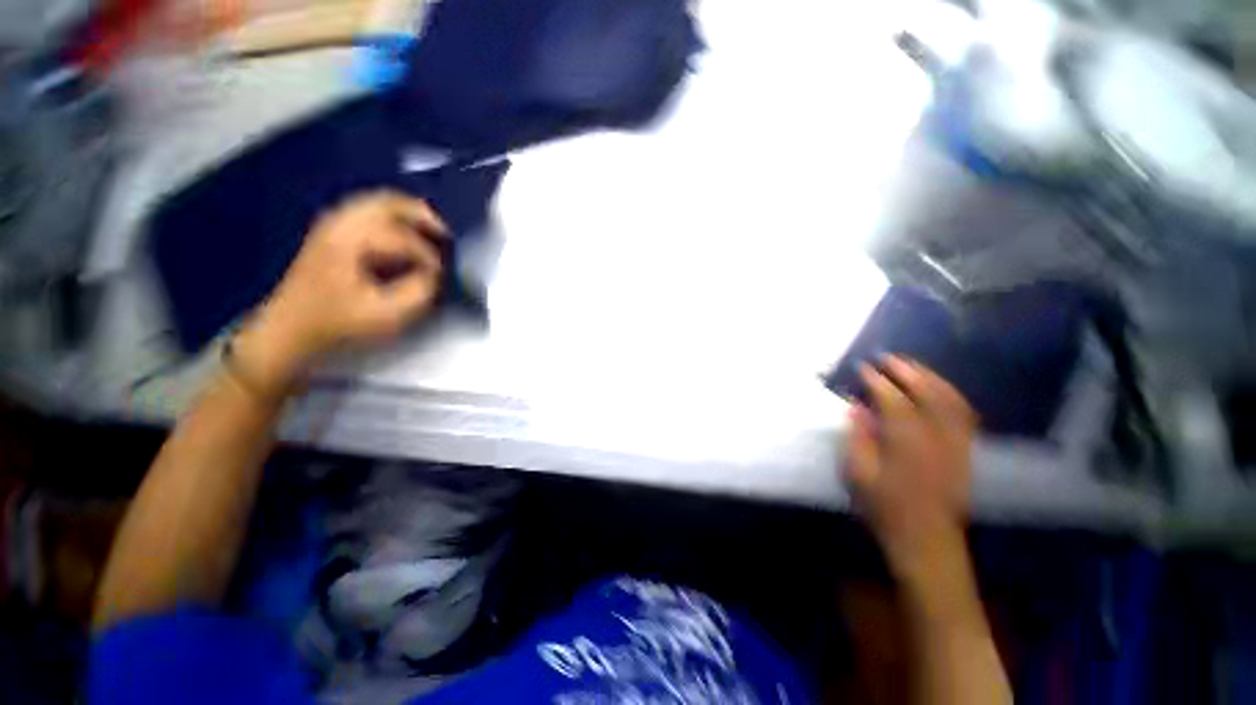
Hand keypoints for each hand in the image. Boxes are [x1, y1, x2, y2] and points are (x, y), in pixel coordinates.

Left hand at [233, 192, 447, 394]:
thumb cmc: (337, 323)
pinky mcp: (332, 232)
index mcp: (350, 241)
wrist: (289, 328)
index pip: (404, 239)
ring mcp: (333, 225)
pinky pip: (369, 211)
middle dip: (423, 217)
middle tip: (446, 235)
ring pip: (379, 202)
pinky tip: (405, 232)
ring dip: (409, 214)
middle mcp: (340, 224)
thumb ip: (418, 292)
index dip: (429, 258)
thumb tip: (434, 274)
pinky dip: (393, 217)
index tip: (441, 278)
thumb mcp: (386, 315)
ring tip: (432, 231)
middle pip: (389, 202)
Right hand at [845, 357, 975, 585]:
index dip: (877, 381)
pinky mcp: (965, 452)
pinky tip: (940, 390)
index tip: (863, 368)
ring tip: (913, 366)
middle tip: (888, 358)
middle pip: (927, 393)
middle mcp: (936, 436)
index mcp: (906, 441)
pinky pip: (965, 415)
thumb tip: (856, 408)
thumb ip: (858, 437)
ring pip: (951, 400)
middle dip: (907, 371)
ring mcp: (956, 443)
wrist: (927, 540)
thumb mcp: (858, 474)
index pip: (892, 399)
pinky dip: (952, 396)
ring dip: (932, 378)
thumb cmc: (885, 508)